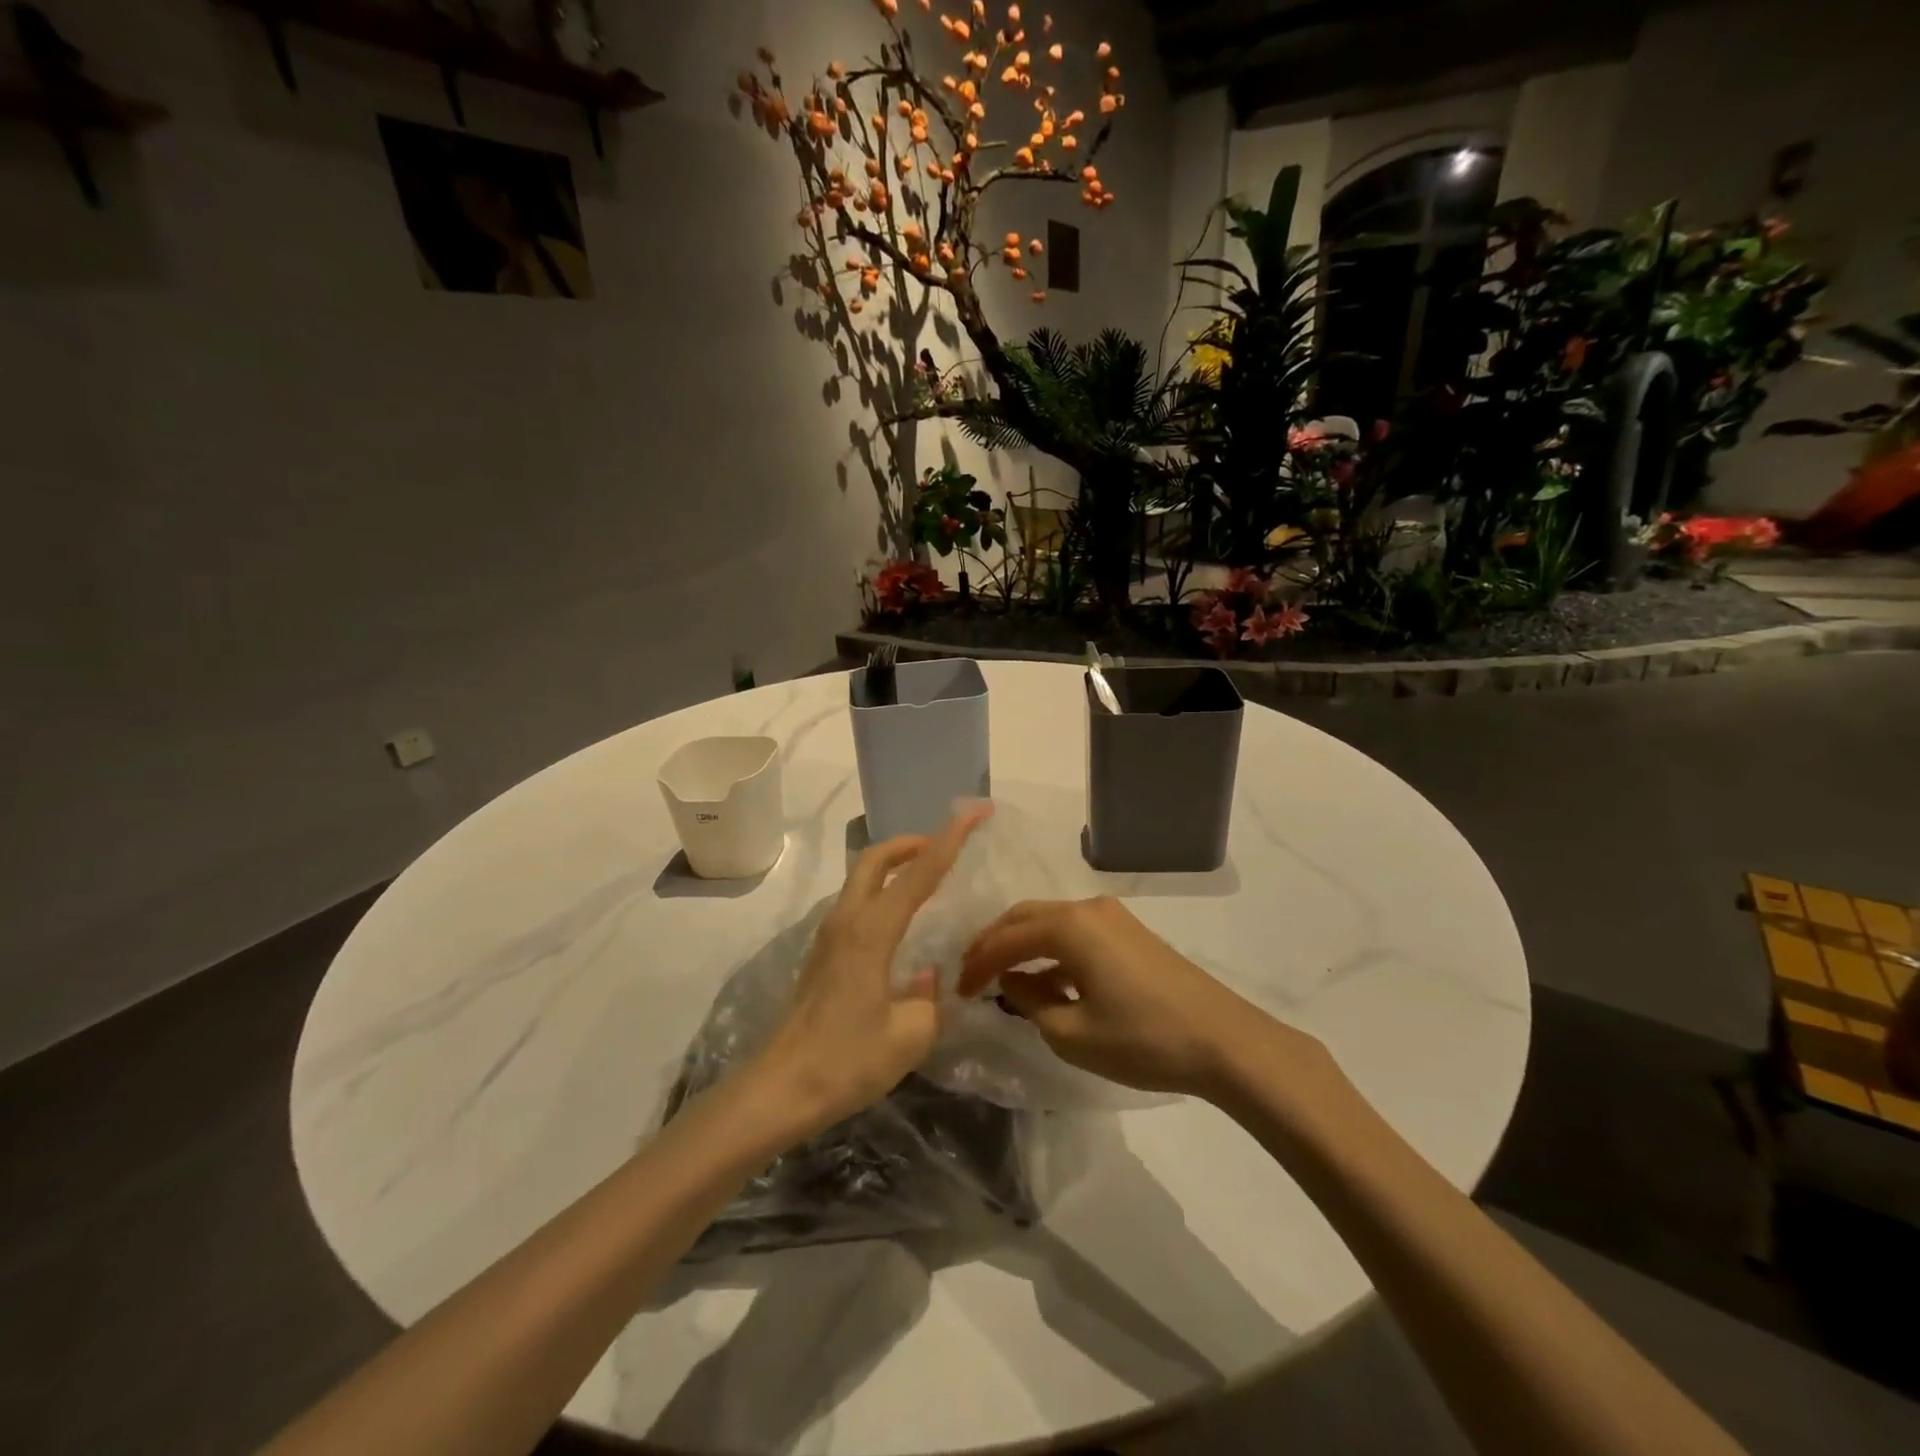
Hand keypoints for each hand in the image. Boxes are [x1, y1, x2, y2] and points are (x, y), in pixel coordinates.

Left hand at [752, 803, 991, 1135]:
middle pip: (874, 858)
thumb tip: (926, 978)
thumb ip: (929, 999)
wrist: (780, 1090)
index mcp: (872, 932)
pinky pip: (856, 903)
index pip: (919, 873)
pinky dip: (882, 892)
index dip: (950, 838)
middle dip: (911, 842)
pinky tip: (901, 922)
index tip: (975, 811)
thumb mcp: (909, 1036)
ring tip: (928, 878)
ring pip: (861, 879)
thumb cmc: (847, 1062)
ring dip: (894, 866)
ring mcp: (829, 936)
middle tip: (943, 846)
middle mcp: (847, 922)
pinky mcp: (822, 955)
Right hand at [959, 897, 1331, 1100]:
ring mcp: (1114, 917)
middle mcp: (1088, 908)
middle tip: (972, 974)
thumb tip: (1012, 981)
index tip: (957, 990)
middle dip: (995, 943)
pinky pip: (1077, 932)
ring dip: (1024, 946)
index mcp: (1069, 926)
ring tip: (1005, 980)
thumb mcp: (1072, 1034)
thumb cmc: (1142, 1039)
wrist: (1224, 1041)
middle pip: (1026, 917)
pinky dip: (1053, 951)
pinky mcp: (1131, 933)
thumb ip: (1030, 1002)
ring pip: (1052, 922)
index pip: (1006, 938)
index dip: (977, 963)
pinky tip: (1050, 981)